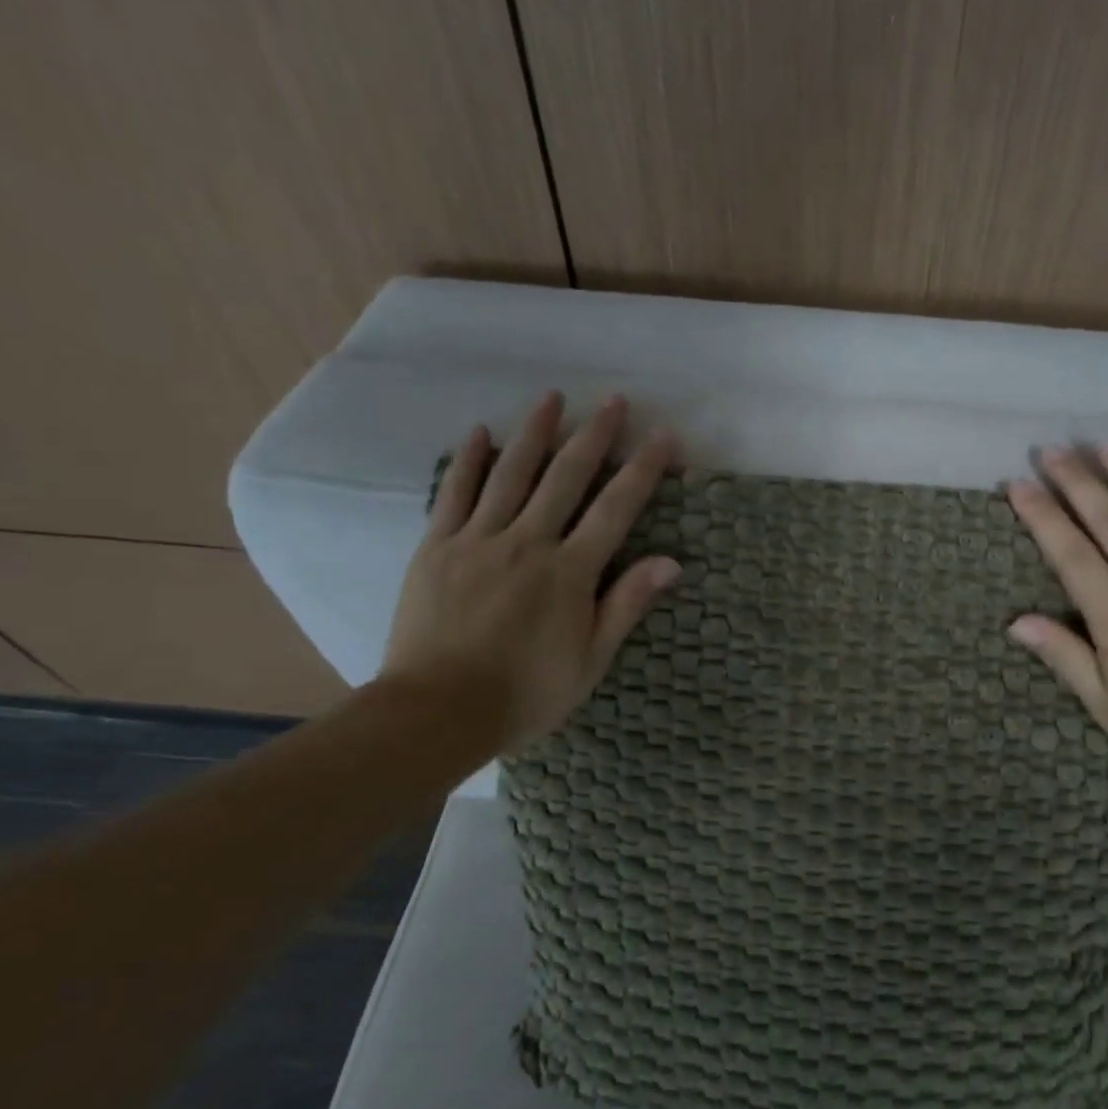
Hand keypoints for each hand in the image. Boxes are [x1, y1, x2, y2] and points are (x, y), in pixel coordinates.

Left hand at [380, 392, 680, 755]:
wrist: (437, 711)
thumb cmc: (526, 693)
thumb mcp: (591, 660)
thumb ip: (626, 605)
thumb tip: (671, 562)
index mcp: (570, 572)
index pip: (615, 509)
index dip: (643, 470)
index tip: (663, 436)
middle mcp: (528, 543)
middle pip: (566, 478)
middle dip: (595, 436)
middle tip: (614, 400)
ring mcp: (478, 540)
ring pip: (512, 474)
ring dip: (536, 432)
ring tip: (553, 397)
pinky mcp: (436, 547)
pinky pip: (454, 494)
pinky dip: (469, 461)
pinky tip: (480, 433)